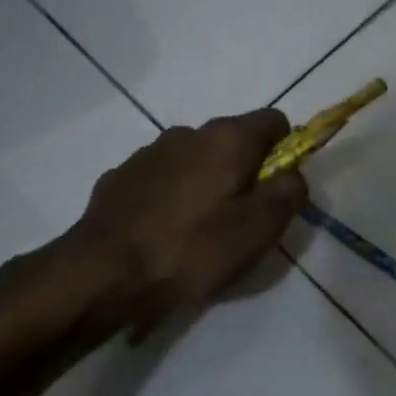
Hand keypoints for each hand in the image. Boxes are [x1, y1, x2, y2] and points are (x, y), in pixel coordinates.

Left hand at [71, 109, 308, 335]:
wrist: (102, 274)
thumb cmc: (190, 251)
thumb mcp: (258, 230)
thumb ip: (288, 193)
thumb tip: (293, 175)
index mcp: (226, 138)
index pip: (274, 121)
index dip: (286, 152)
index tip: (277, 191)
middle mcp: (188, 132)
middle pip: (233, 142)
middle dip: (244, 173)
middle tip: (240, 222)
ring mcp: (148, 152)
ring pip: (195, 160)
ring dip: (206, 184)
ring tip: (198, 233)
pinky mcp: (120, 176)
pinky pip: (162, 178)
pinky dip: (171, 197)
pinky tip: (163, 234)